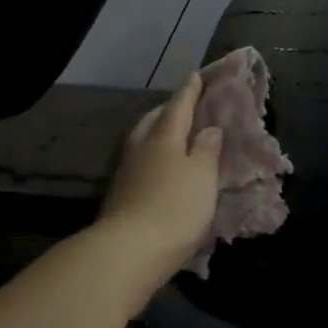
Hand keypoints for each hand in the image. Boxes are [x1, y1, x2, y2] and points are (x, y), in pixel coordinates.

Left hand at [90, 74, 221, 313]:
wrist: (128, 252)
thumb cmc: (174, 208)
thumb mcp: (202, 177)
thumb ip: (207, 150)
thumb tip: (208, 128)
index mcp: (163, 137)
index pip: (178, 106)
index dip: (189, 91)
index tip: (195, 75)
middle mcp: (140, 148)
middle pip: (153, 120)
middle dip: (168, 110)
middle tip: (183, 105)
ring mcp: (126, 172)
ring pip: (142, 140)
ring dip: (156, 132)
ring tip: (172, 135)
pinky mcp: (119, 195)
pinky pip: (138, 162)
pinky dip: (151, 156)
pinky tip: (159, 168)